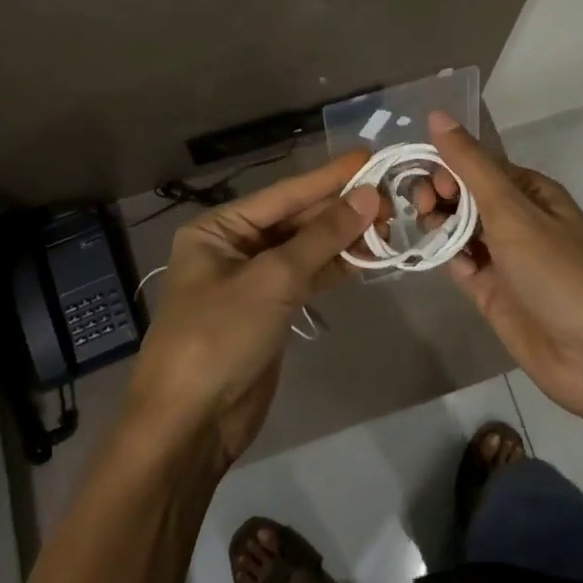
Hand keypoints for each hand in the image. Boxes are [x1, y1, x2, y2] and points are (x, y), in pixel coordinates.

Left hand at [124, 153, 382, 466]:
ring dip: (343, 238)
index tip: (370, 158)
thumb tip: (368, 196)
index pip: (284, 194)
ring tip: (389, 222)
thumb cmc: (220, 336)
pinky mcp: (268, 312)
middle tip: (391, 193)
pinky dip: (335, 268)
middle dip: (340, 209)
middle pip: (295, 219)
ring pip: (304, 249)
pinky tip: (368, 257)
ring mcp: (252, 281)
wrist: (190, 425)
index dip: (329, 177)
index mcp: (219, 229)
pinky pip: (306, 278)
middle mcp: (233, 247)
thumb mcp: (272, 278)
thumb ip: (322, 236)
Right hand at [423, 113, 582, 424]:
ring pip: (457, 228)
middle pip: (464, 195)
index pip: (476, 165)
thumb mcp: (513, 211)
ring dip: (437, 224)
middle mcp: (516, 219)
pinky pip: (459, 263)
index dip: (447, 166)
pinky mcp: (491, 291)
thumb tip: (437, 114)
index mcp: (529, 191)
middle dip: (439, 194)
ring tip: (426, 232)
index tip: (430, 183)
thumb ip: (470, 165)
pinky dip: (445, 257)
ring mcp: (503, 257)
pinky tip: (439, 260)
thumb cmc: (559, 272)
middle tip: (424, 208)